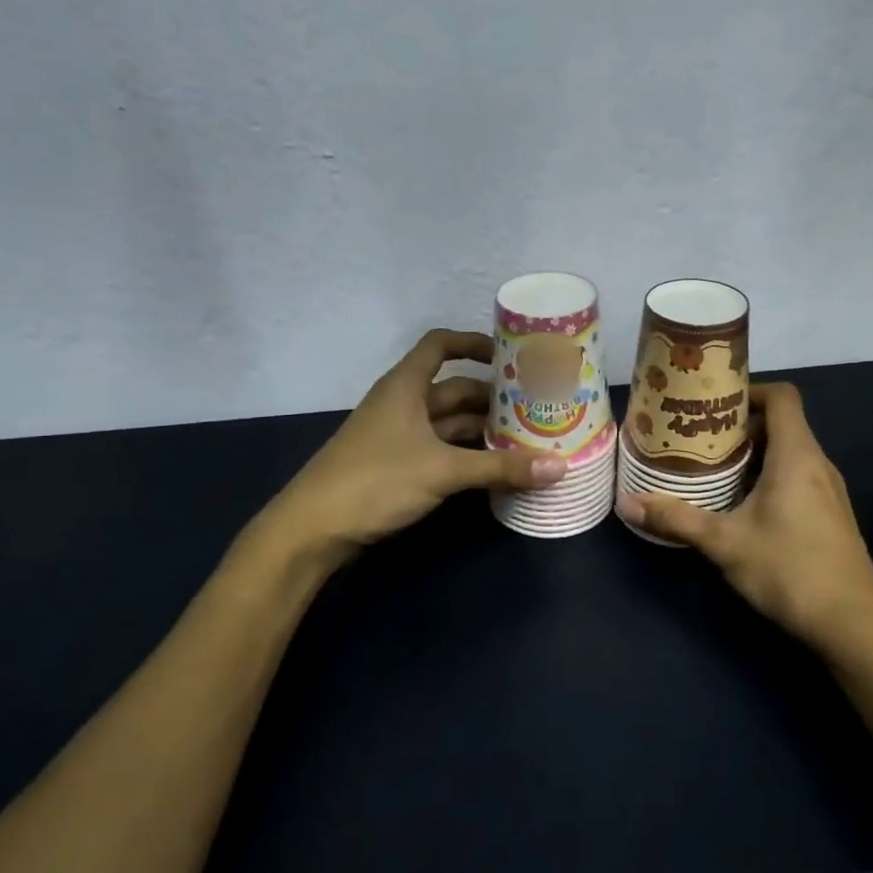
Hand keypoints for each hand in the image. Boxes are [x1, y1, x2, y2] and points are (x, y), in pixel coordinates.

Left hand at [259, 329, 566, 565]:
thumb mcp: (443, 470)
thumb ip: (501, 467)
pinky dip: (465, 454)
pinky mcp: (394, 466)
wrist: (313, 528)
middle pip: (452, 389)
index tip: (508, 356)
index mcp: (405, 386)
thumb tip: (559, 466)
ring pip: (447, 422)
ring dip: (481, 429)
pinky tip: (494, 467)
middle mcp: (401, 404)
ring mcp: (396, 436)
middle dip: (491, 397)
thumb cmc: (376, 480)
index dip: (472, 343)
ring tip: (524, 437)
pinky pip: (439, 449)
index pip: (440, 345)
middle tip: (534, 406)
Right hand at [617, 383, 872, 664]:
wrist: (852, 624)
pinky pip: (797, 476)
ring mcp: (828, 490)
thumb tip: (627, 502)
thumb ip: (676, 519)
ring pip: (789, 452)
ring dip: (753, 454)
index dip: (749, 390)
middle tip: (700, 437)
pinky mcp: (830, 514)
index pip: (781, 396)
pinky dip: (768, 476)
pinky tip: (741, 503)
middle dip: (740, 426)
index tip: (712, 403)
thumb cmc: (789, 570)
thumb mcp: (725, 543)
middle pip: (782, 423)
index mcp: (796, 456)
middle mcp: (817, 464)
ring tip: (713, 467)